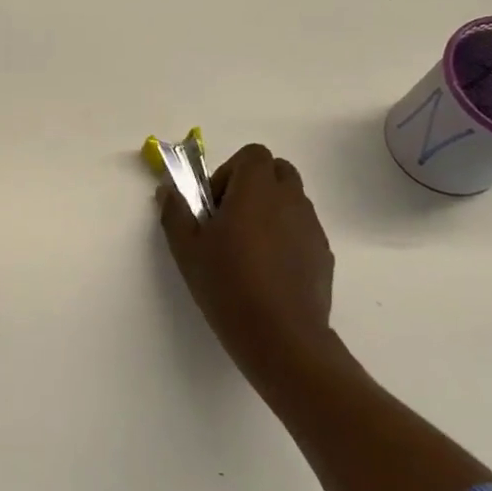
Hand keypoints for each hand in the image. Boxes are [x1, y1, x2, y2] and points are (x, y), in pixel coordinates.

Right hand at [158, 144, 340, 391]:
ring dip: (269, 211)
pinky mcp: (323, 254)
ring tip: (246, 249)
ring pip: (291, 201)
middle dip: (253, 185)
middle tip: (229, 218)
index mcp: (257, 191)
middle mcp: (290, 201)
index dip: (230, 171)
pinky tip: (266, 271)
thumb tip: (168, 190)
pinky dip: (284, 236)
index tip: (215, 203)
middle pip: (277, 171)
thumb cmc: (227, 284)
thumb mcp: (186, 249)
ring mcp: (311, 228)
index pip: (253, 154)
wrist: (280, 336)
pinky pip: (301, 230)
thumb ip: (175, 212)